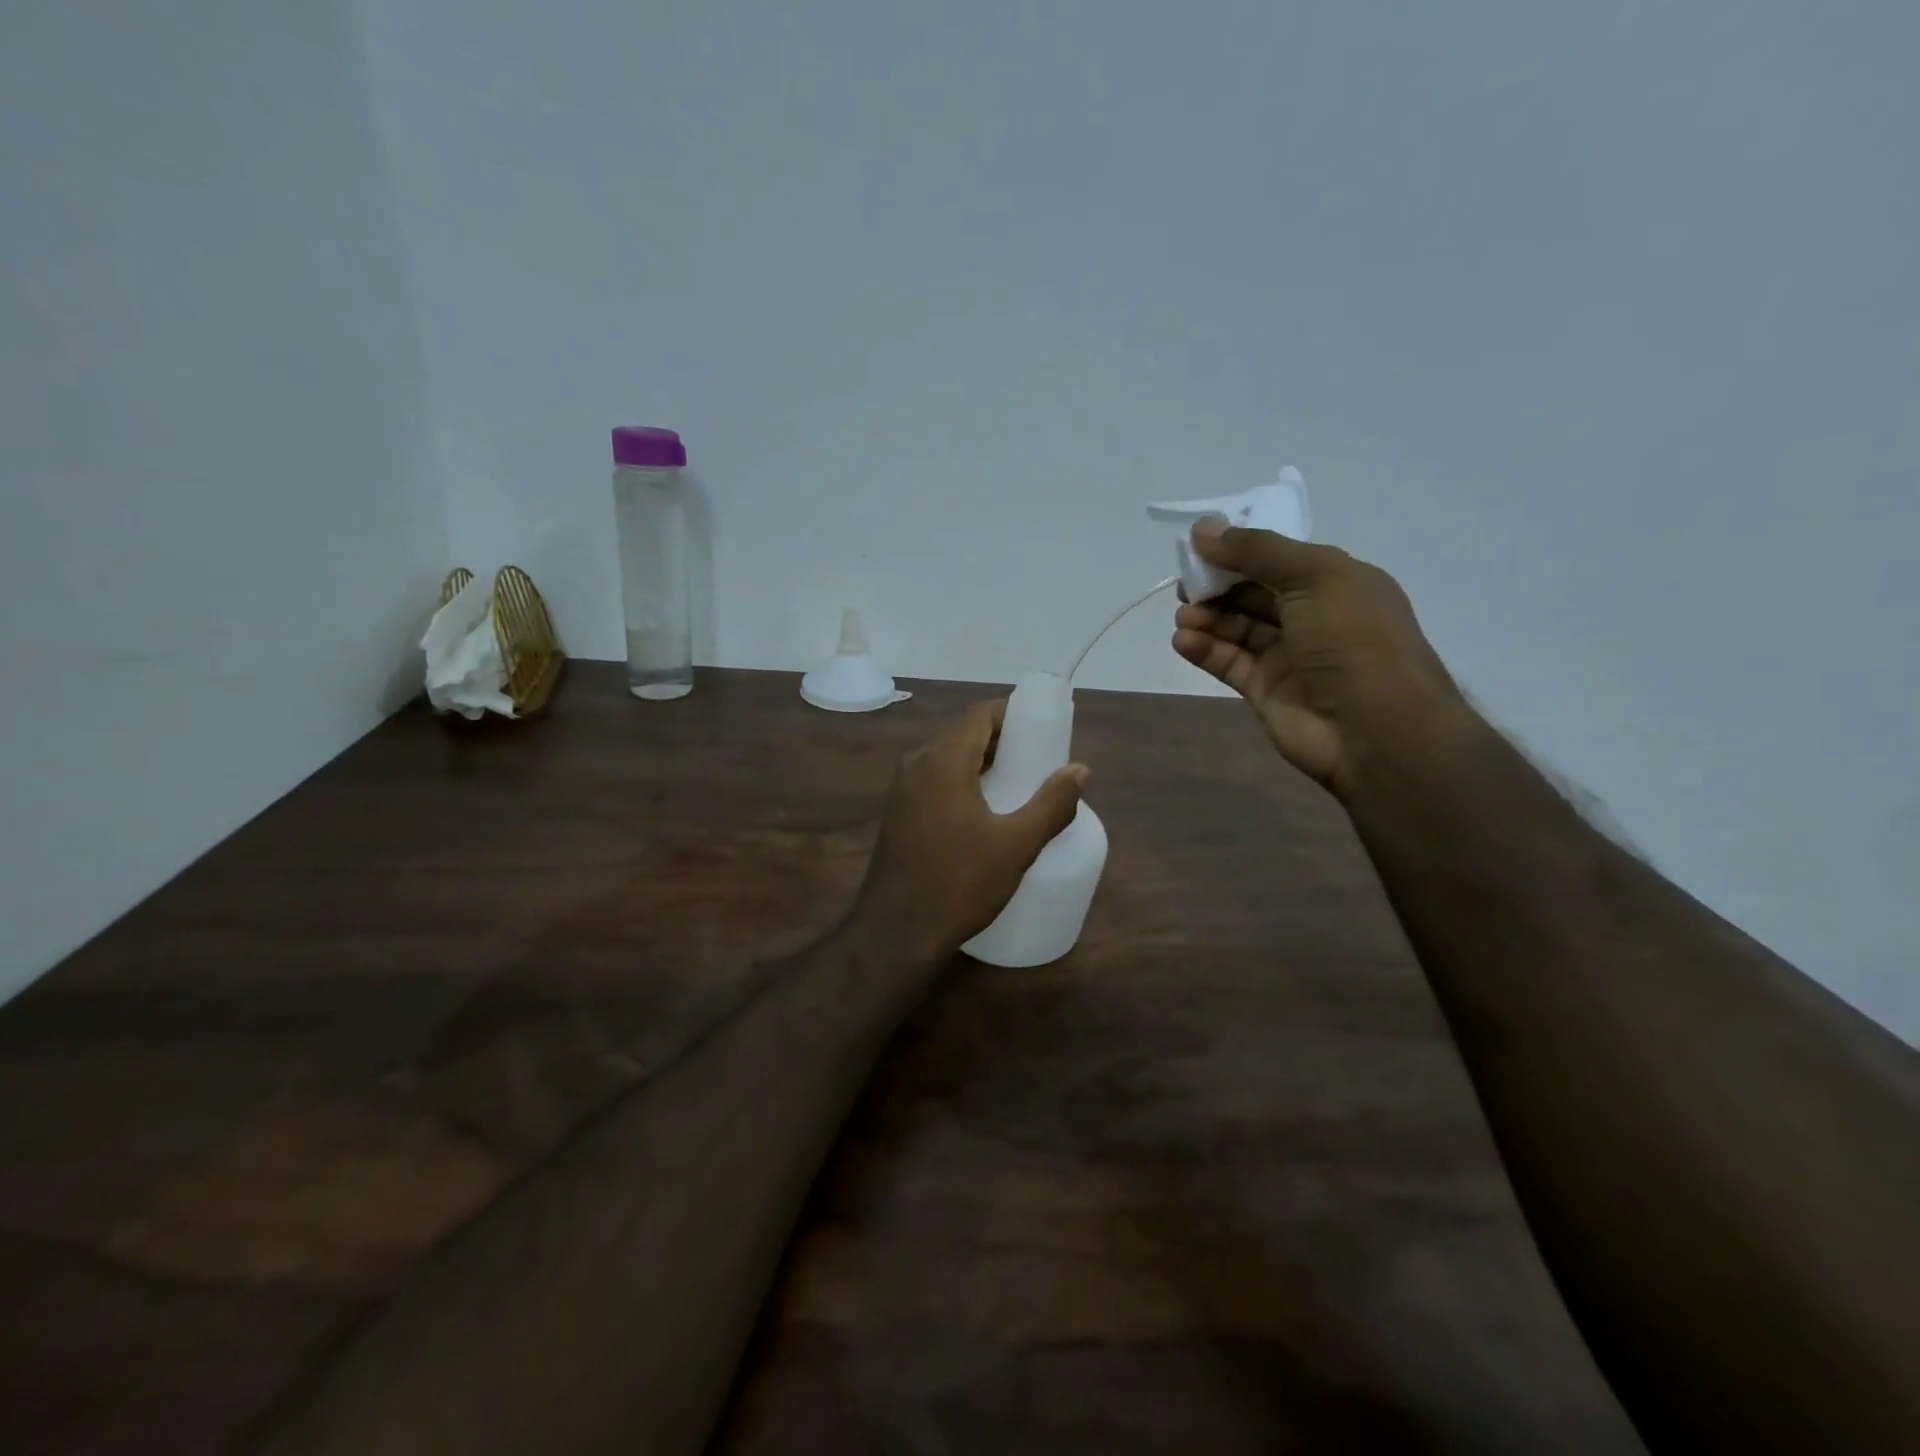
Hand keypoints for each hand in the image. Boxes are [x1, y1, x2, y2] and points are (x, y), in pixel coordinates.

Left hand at [853, 700, 1087, 961]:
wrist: (895, 932)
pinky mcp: (897, 813)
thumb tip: (1080, 770)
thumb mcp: (1016, 845)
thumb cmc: (959, 883)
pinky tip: (985, 813)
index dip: (1014, 715)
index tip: (1045, 731)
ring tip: (1019, 787)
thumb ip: (1052, 804)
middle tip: (1039, 763)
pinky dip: (963, 782)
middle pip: (965, 734)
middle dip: (1004, 741)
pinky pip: (935, 781)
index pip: (980, 714)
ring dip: (983, 764)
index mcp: (943, 760)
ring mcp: (901, 789)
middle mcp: (916, 764)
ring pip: (949, 759)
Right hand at [1171, 522, 1468, 799]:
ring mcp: (1288, 655)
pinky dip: (1205, 649)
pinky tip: (1182, 641)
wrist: (1375, 730)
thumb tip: (1203, 529)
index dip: (1238, 550)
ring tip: (1182, 617)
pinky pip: (1229, 662)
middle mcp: (1312, 615)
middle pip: (1253, 592)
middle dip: (1217, 585)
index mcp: (1335, 581)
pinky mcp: (1266, 690)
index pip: (1277, 558)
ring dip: (1207, 618)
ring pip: (1237, 627)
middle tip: (1184, 585)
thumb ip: (1255, 551)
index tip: (1198, 547)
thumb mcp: (1313, 576)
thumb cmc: (1353, 640)